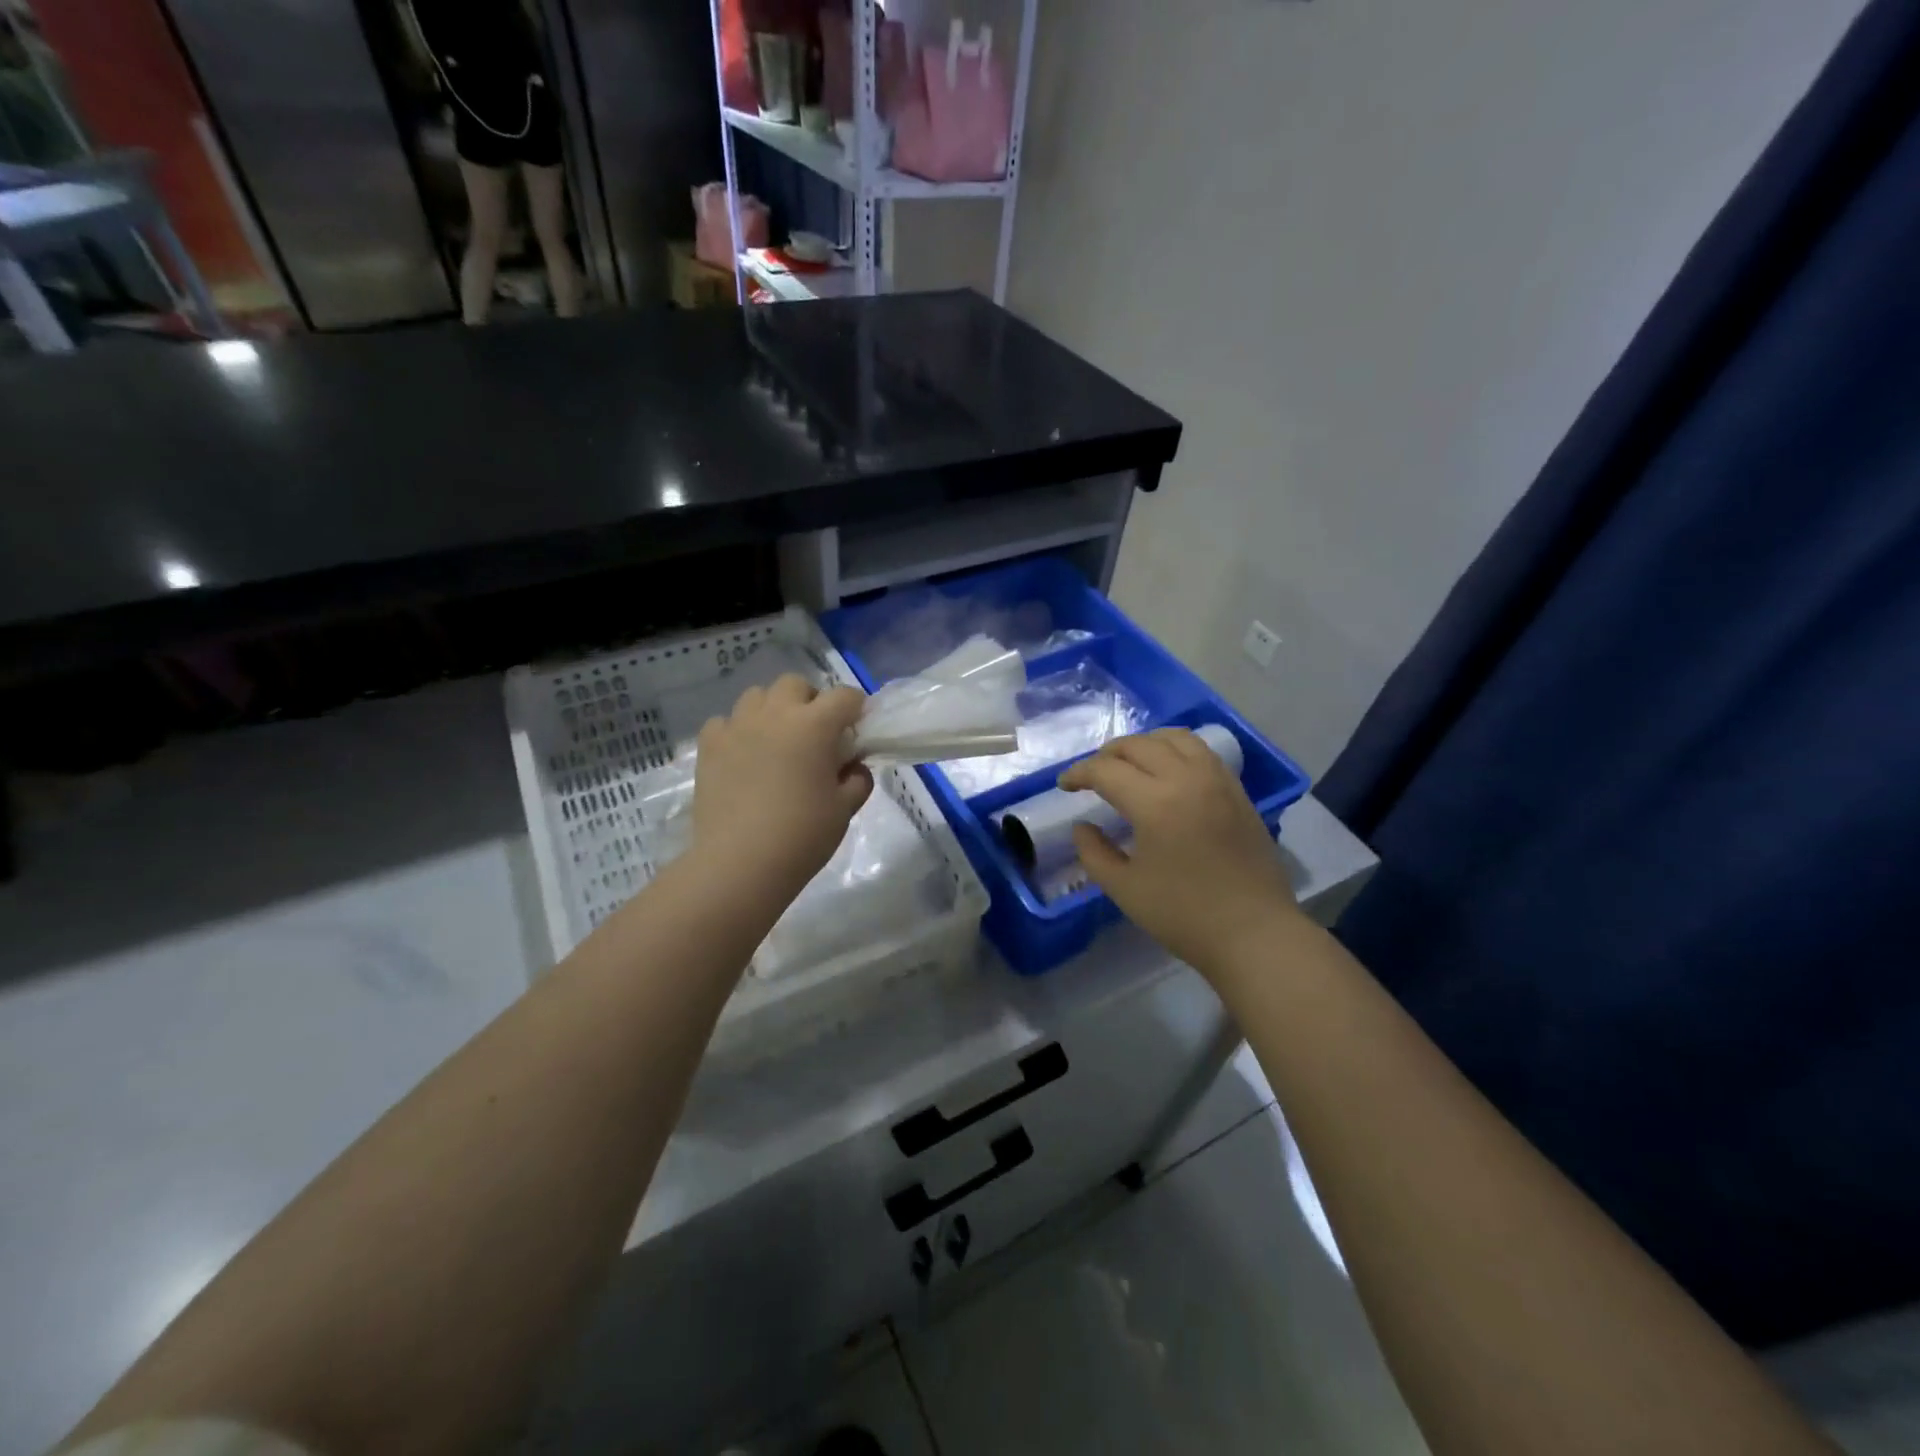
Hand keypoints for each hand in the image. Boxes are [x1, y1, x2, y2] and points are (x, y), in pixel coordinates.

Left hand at [692, 675, 872, 901]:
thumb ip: (857, 780)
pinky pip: (725, 722)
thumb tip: (853, 767)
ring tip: (776, 741)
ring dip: (772, 710)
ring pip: (757, 696)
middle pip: (795, 685)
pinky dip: (738, 731)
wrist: (740, 863)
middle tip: (815, 735)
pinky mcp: (709, 746)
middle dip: (810, 701)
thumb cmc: (802, 835)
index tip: (856, 732)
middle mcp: (775, 714)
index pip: (845, 697)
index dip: (856, 710)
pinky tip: (743, 756)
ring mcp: (737, 727)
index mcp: (814, 725)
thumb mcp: (844, 809)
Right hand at [1058, 728, 1298, 974]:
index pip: (1106, 771)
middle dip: (1107, 754)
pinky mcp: (1237, 791)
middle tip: (1091, 775)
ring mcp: (1217, 781)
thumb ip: (1094, 853)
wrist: (1255, 934)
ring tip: (1129, 763)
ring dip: (1144, 744)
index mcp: (1156, 803)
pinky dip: (1175, 750)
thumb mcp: (1125, 889)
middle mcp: (1187, 779)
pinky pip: (1201, 751)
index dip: (1078, 774)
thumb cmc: (1184, 915)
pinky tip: (1167, 771)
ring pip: (1174, 738)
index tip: (1064, 786)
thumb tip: (1083, 826)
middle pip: (1138, 745)